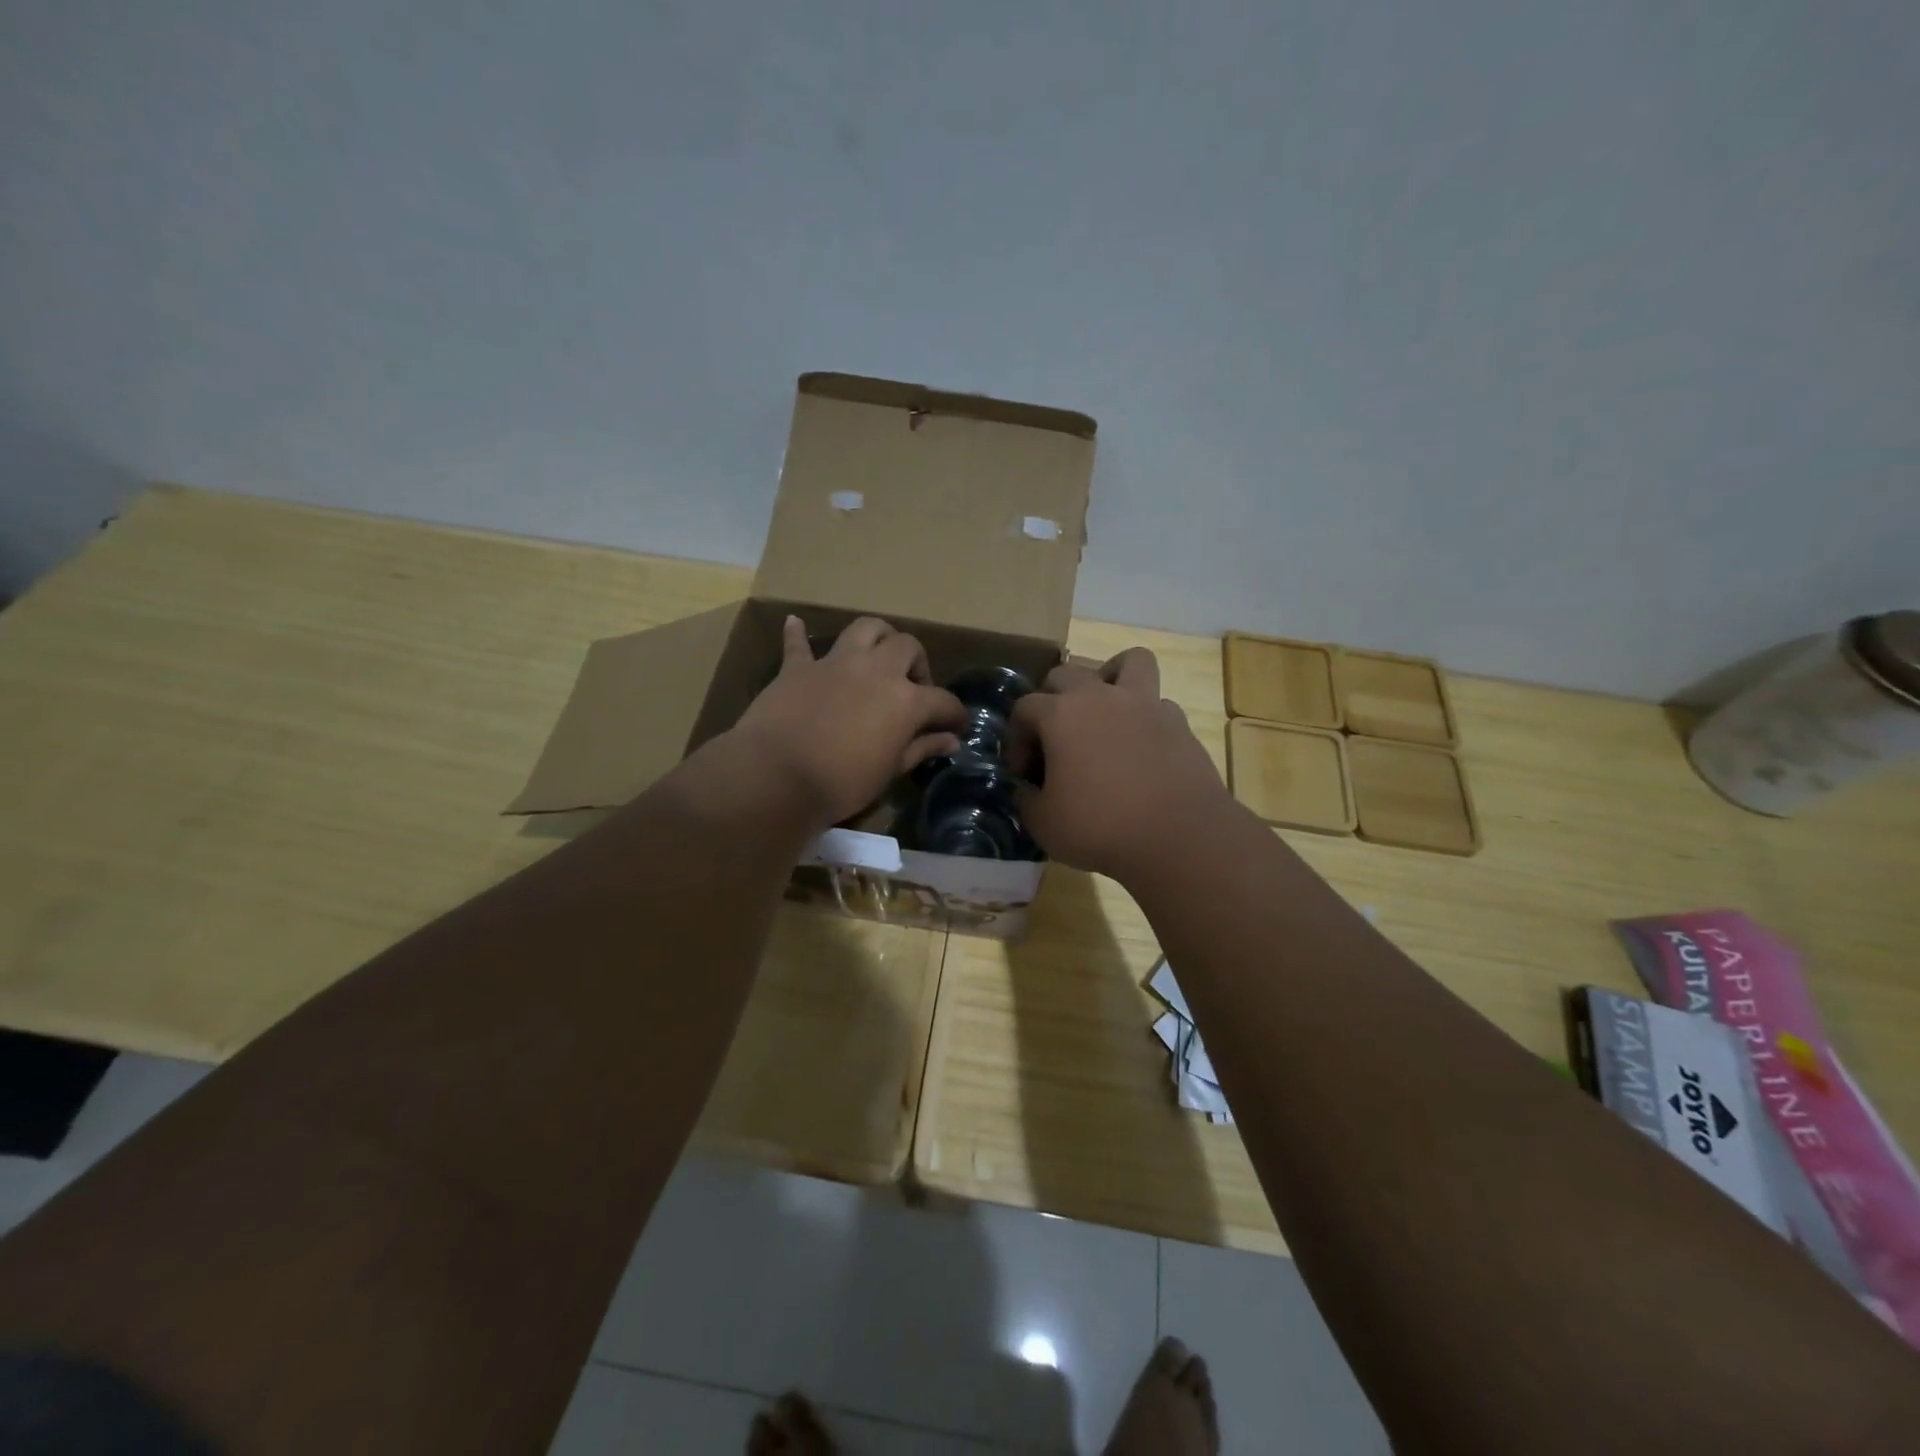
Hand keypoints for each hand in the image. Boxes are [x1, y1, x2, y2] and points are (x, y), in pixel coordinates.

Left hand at [727, 616, 965, 827]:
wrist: (778, 776)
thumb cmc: (842, 783)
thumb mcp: (890, 771)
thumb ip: (921, 749)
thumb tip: (951, 740)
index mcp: (906, 700)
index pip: (943, 700)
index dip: (954, 714)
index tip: (955, 726)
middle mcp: (877, 670)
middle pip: (908, 647)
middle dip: (917, 664)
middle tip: (913, 688)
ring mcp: (836, 663)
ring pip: (866, 629)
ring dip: (878, 636)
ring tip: (878, 655)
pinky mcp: (798, 668)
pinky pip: (798, 643)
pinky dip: (798, 634)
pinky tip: (795, 623)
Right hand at [1010, 648, 1230, 879]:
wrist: (1179, 837)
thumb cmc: (1100, 827)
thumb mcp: (1043, 823)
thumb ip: (1026, 799)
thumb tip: (1027, 788)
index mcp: (1061, 714)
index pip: (1024, 707)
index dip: (1016, 739)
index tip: (1023, 773)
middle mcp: (1101, 697)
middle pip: (1066, 674)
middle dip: (1051, 700)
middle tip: (1055, 739)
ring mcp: (1145, 704)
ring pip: (1129, 661)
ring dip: (1110, 677)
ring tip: (1105, 709)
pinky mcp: (1179, 723)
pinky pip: (1158, 703)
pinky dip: (1145, 716)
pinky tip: (1141, 745)